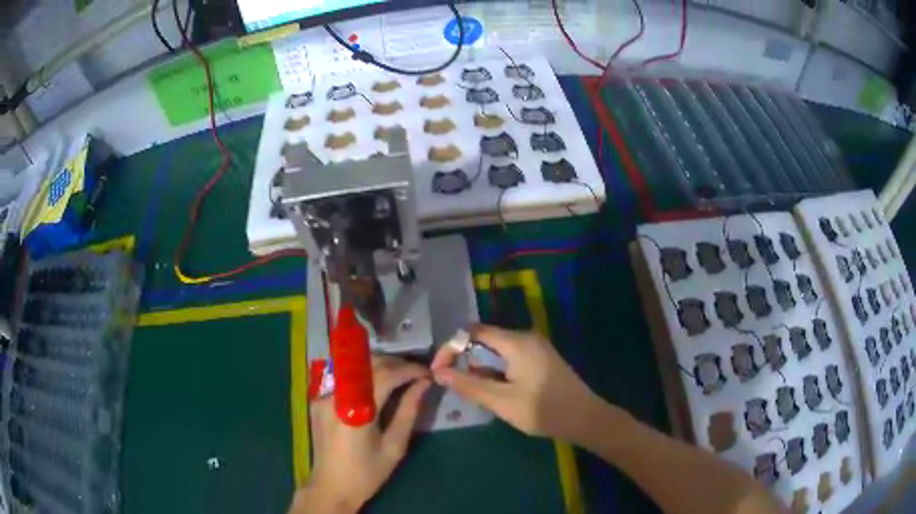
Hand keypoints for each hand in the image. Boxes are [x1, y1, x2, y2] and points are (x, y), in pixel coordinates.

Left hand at [291, 356, 430, 513]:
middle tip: (416, 373)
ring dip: (379, 367)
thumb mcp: (394, 446)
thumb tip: (424, 385)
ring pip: (355, 368)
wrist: (331, 487)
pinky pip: (344, 379)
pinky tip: (376, 385)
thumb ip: (409, 412)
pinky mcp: (318, 400)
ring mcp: (324, 395)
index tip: (428, 373)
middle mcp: (336, 396)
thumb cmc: (367, 473)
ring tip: (401, 376)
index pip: (386, 375)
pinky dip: (363, 376)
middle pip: (368, 365)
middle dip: (395, 364)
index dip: (409, 370)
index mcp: (357, 410)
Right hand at [430, 325, 599, 441]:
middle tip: (454, 385)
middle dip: (465, 359)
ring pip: (497, 350)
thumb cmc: (542, 410)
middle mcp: (526, 337)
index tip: (438, 371)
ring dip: (480, 367)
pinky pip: (510, 357)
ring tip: (473, 391)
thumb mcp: (501, 401)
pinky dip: (495, 369)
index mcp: (516, 342)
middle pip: (484, 339)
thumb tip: (438, 373)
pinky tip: (495, 390)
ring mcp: (536, 347)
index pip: (473, 332)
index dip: (451, 348)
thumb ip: (469, 384)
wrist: (585, 418)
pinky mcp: (541, 358)